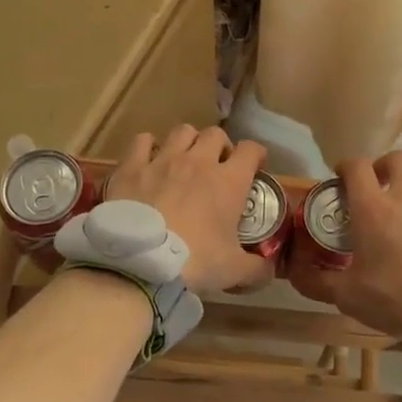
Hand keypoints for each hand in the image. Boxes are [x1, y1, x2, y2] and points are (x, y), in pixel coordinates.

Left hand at [106, 125, 273, 293]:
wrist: (141, 264)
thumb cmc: (195, 262)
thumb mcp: (234, 270)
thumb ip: (257, 268)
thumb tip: (269, 270)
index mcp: (229, 181)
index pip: (251, 150)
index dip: (256, 155)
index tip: (255, 166)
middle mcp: (198, 161)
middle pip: (215, 134)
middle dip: (220, 146)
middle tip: (217, 166)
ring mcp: (163, 160)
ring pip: (182, 131)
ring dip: (188, 142)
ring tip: (183, 160)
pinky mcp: (132, 166)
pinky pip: (142, 140)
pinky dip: (147, 146)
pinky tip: (148, 160)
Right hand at [286, 151, 401, 364]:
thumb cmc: (398, 299)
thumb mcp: (349, 297)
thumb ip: (318, 282)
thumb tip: (295, 273)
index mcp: (375, 209)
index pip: (358, 167)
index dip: (346, 166)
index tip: (340, 176)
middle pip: (398, 159)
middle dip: (384, 165)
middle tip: (376, 187)